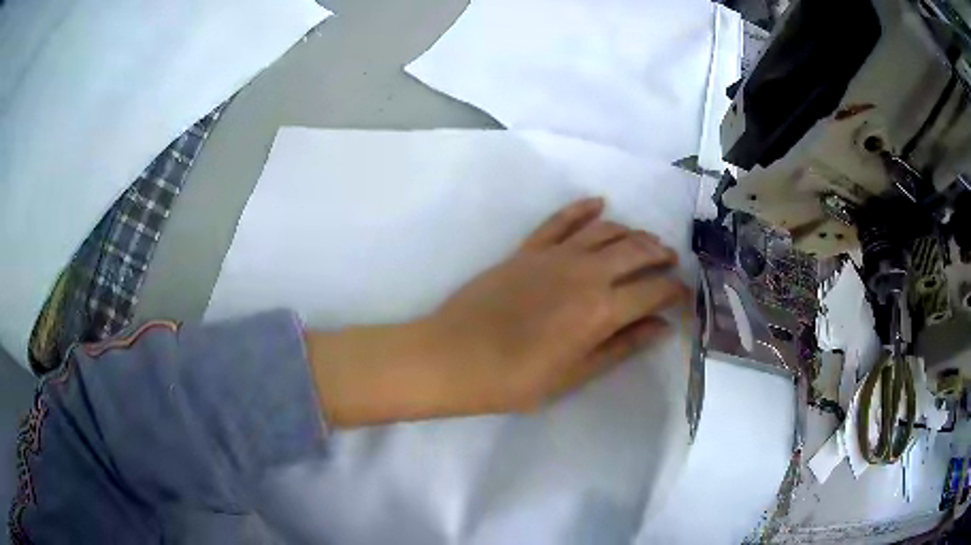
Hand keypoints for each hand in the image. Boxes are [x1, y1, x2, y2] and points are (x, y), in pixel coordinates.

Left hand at [305, 198, 687, 426]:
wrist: (453, 357)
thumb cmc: (515, 379)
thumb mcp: (574, 375)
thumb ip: (621, 346)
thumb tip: (660, 327)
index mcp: (601, 309)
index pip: (654, 291)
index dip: (676, 292)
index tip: (685, 295)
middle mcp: (585, 272)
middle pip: (636, 251)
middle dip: (660, 254)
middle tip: (670, 263)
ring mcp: (555, 255)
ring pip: (606, 230)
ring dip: (631, 232)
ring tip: (644, 241)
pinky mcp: (528, 248)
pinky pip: (561, 219)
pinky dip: (583, 209)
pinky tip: (599, 204)